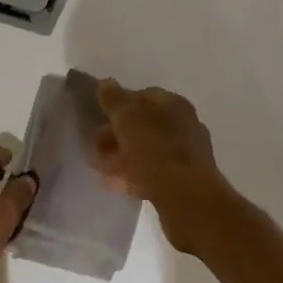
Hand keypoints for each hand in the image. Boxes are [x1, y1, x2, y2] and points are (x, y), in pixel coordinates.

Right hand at [93, 80, 234, 254]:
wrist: (188, 199)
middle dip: (118, 134)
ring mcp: (186, 154)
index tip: (99, 118)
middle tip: (94, 147)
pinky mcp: (184, 181)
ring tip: (100, 168)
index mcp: (174, 104)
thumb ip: (115, 100)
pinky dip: (134, 174)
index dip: (119, 104)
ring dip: (123, 156)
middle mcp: (184, 125)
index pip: (144, 95)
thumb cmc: (156, 152)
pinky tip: (117, 185)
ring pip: (148, 150)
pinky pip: (153, 172)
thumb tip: (106, 82)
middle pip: (145, 124)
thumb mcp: (129, 120)